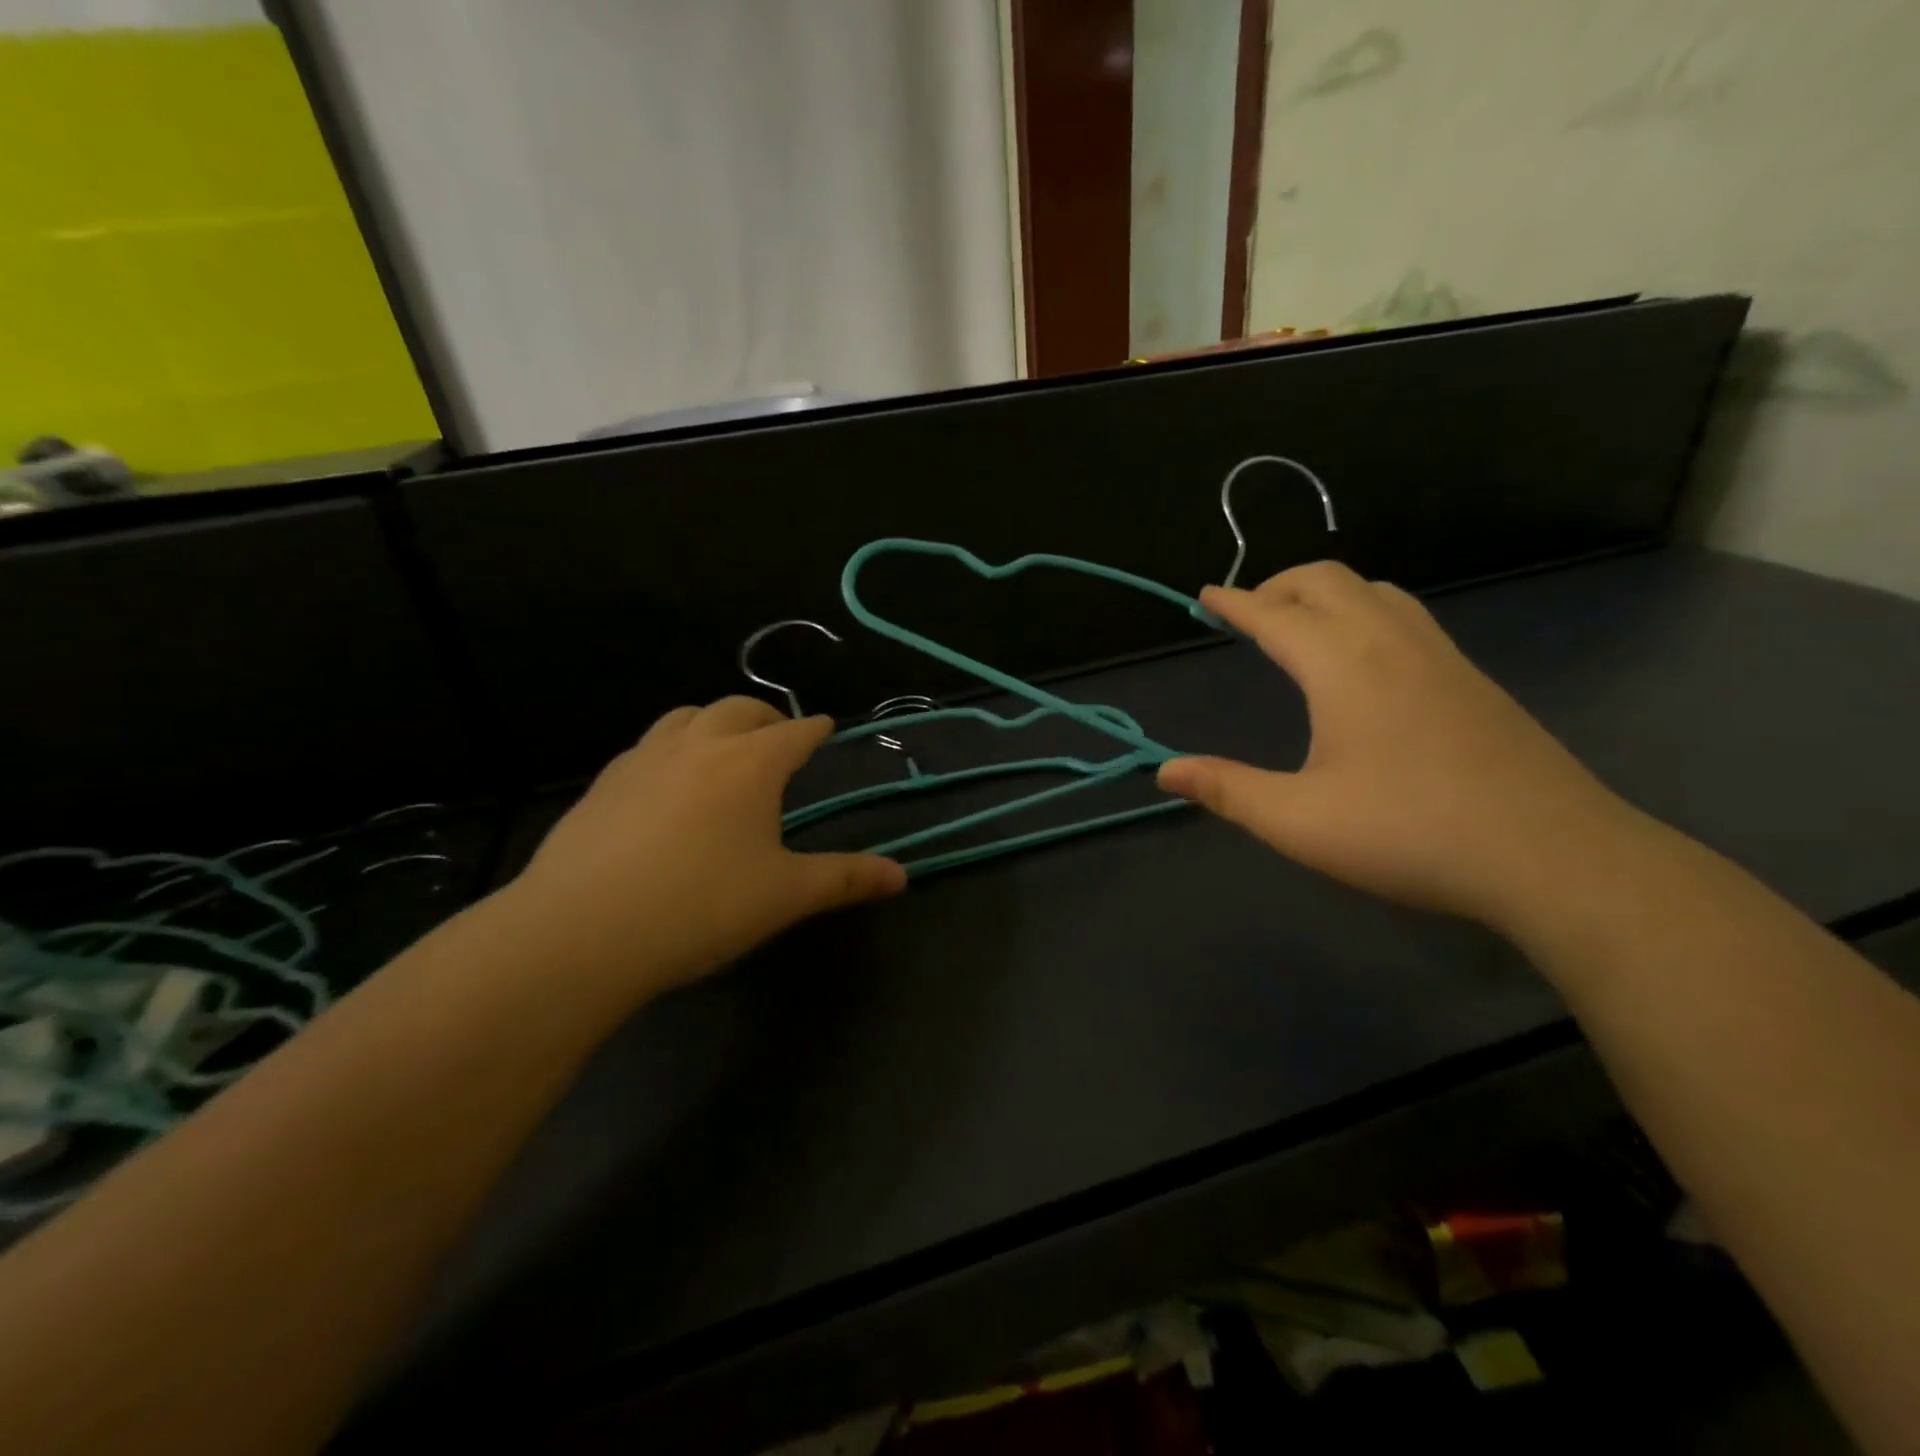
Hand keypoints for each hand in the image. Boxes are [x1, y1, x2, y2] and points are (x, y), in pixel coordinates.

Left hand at [501, 697, 905, 1000]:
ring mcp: (643, 759)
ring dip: (714, 723)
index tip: (826, 728)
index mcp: (750, 764)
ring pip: (686, 717)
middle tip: (779, 738)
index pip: (795, 732)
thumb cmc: (700, 907)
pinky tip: (666, 786)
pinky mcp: (603, 783)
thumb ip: (846, 879)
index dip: (815, 729)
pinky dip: (671, 749)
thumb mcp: (785, 896)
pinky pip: (647, 747)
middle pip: (739, 709)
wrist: (580, 933)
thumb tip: (903, 876)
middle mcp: (698, 745)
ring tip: (723, 750)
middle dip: (766, 718)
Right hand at [1157, 562, 1651, 930]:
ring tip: (1299, 627)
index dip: (1233, 603)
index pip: (1275, 614)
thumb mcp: (1299, 821)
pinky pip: (1406, 616)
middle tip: (1246, 614)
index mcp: (1343, 665)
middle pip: (1327, 580)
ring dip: (1326, 593)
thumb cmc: (1411, 834)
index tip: (1204, 595)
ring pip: (1375, 590)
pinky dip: (1365, 611)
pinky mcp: (1471, 679)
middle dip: (1277, 585)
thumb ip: (1227, 790)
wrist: (1552, 856)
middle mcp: (1391, 642)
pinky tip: (1363, 659)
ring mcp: (1441, 656)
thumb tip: (1166, 771)